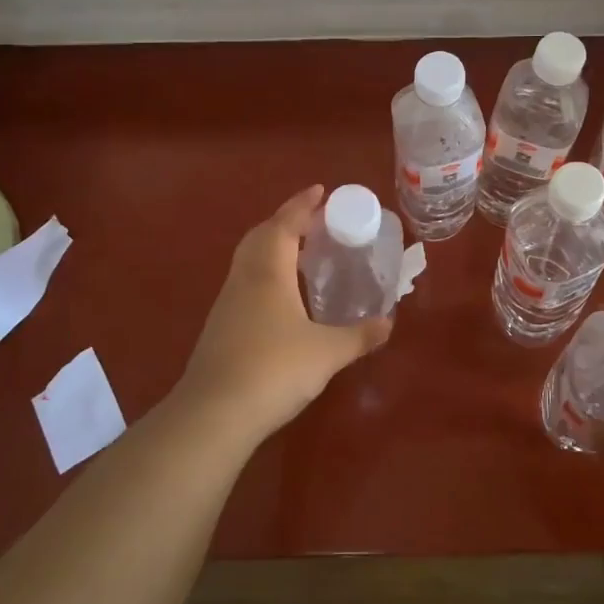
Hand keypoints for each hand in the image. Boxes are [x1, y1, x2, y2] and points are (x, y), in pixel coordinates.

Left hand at [174, 185, 392, 447]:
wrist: (214, 413)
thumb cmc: (274, 370)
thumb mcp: (327, 353)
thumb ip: (360, 336)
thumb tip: (389, 323)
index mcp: (269, 271)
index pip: (285, 224)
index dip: (303, 204)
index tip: (320, 190)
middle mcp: (245, 278)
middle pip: (262, 235)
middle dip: (286, 221)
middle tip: (314, 222)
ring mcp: (227, 302)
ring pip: (250, 259)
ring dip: (273, 246)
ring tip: (302, 253)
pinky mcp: (220, 326)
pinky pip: (245, 282)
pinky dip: (265, 273)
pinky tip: (282, 296)